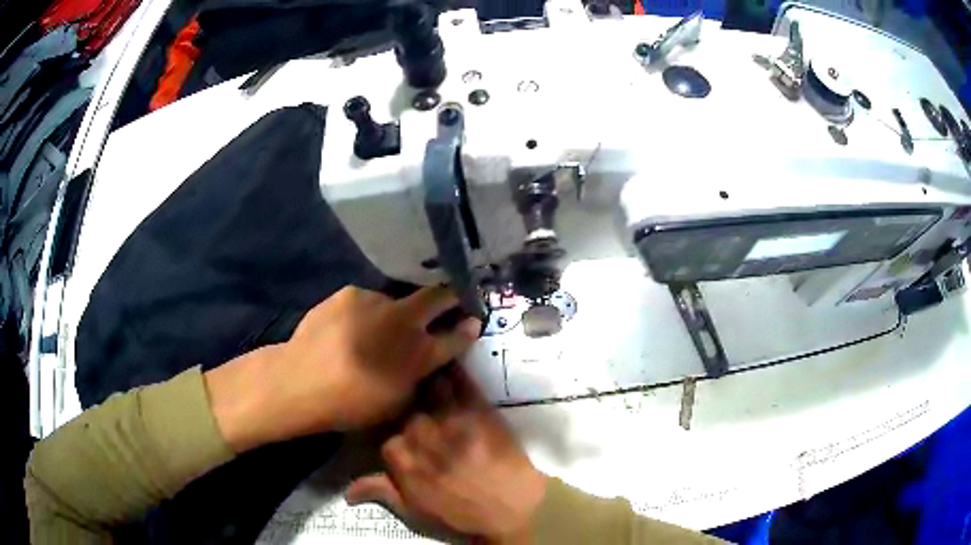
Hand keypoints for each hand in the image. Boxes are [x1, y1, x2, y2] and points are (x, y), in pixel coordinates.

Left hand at [206, 286, 480, 450]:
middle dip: (451, 296)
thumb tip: (427, 366)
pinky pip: (365, 302)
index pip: (457, 336)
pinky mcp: (349, 294)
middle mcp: (404, 321)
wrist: (301, 381)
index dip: (469, 328)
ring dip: (393, 314)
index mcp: (420, 354)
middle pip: (440, 297)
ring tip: (372, 331)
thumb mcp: (396, 405)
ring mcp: (376, 302)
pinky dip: (364, 314)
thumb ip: (418, 381)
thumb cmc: (351, 405)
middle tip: (451, 300)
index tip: (474, 321)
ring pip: (395, 301)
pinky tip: (347, 330)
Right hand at [345, 367, 547, 542]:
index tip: (394, 425)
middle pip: (404, 403)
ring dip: (425, 373)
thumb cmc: (462, 514)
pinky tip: (449, 358)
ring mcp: (449, 417)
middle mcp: (420, 432)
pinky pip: (461, 380)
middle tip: (408, 391)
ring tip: (424, 362)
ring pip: (428, 384)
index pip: (382, 431)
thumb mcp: (414, 511)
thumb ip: (380, 492)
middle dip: (405, 398)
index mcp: (401, 456)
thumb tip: (346, 491)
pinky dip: (453, 367)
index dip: (389, 428)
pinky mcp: (477, 409)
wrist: (512, 508)